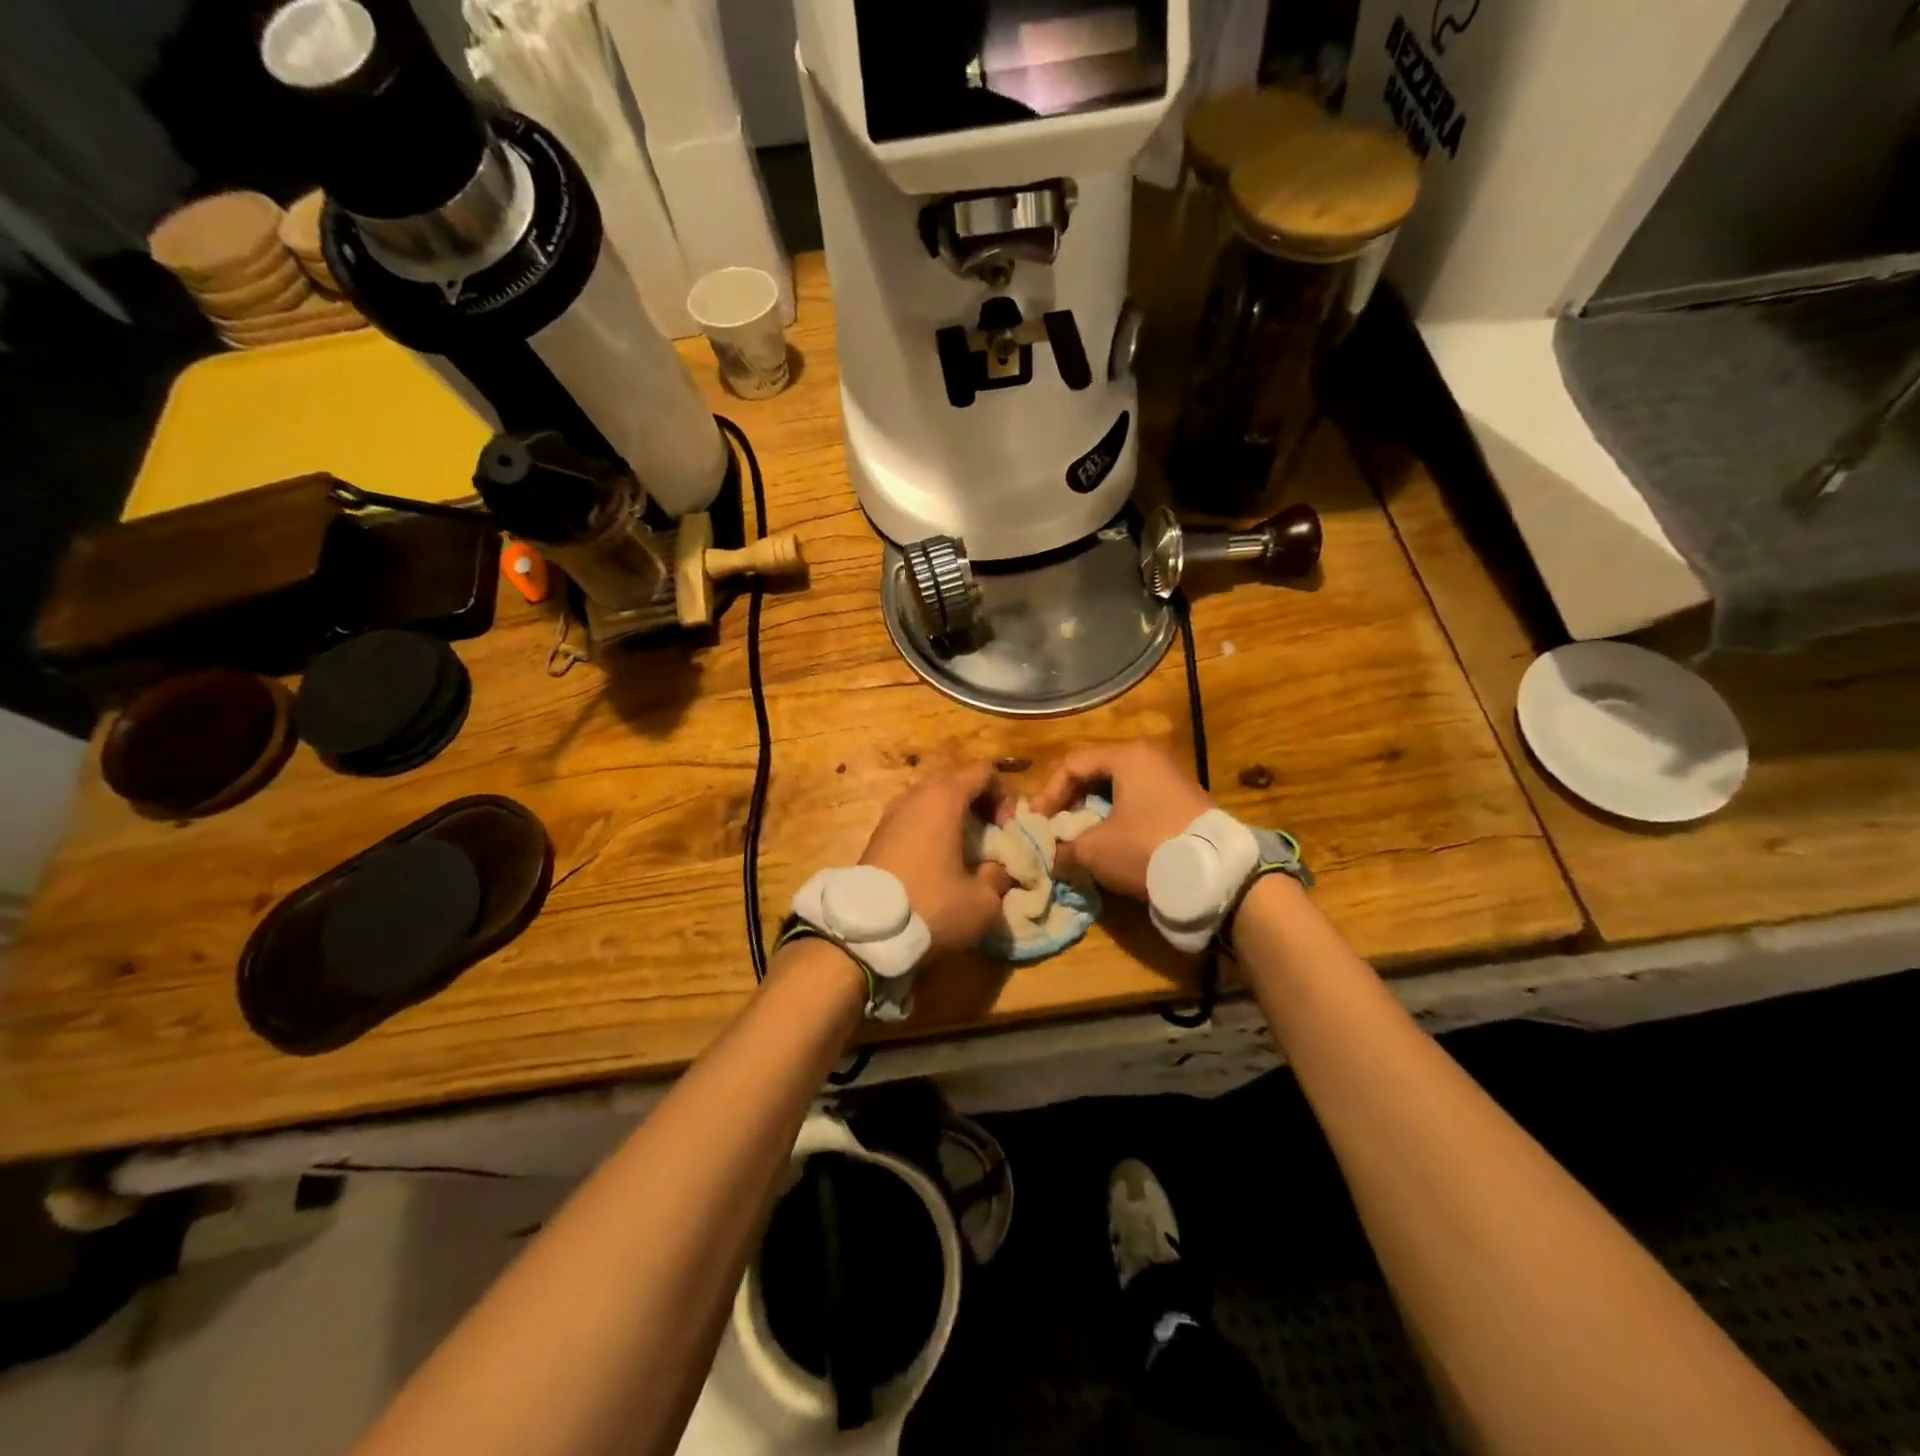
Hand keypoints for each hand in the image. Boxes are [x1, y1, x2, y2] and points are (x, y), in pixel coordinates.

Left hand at [860, 763, 1013, 957]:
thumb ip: (999, 876)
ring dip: (952, 814)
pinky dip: (930, 828)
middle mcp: (914, 796)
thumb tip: (997, 869)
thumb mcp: (983, 901)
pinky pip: (912, 817)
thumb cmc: (931, 907)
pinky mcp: (877, 835)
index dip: (1004, 795)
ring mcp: (891, 814)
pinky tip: (937, 862)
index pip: (983, 771)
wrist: (865, 933)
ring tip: (964, 849)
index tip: (1006, 830)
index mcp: (943, 799)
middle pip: (954, 778)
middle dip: (978, 800)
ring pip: (930, 798)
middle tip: (989, 834)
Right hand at [1032, 742, 1213, 899]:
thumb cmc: (1147, 848)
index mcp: (1128, 756)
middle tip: (1055, 830)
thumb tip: (1050, 858)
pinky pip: (1138, 805)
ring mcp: (1171, 780)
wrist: (1217, 875)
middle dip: (1070, 804)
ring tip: (1079, 841)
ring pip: (1117, 792)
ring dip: (1093, 815)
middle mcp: (1150, 759)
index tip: (1037, 823)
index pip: (1072, 765)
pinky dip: (1117, 821)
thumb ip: (1064, 849)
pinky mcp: (1184, 804)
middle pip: (1095, 775)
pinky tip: (1110, 846)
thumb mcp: (1095, 850)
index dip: (1048, 794)